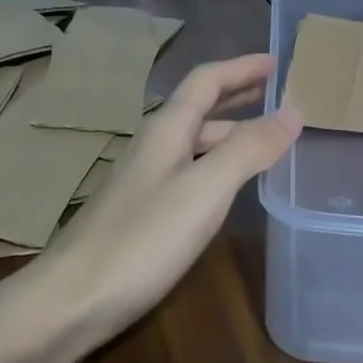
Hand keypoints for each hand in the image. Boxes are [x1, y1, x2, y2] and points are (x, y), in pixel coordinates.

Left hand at [32, 55, 300, 346]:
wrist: (70, 302)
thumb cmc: (142, 238)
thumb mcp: (205, 190)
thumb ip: (249, 149)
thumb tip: (293, 111)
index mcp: (168, 128)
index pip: (207, 80)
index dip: (242, 67)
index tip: (276, 61)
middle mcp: (155, 144)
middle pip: (200, 106)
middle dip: (238, 93)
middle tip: (275, 91)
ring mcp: (146, 178)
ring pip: (196, 140)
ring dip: (230, 129)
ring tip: (265, 134)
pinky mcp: (143, 211)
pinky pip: (190, 168)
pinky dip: (218, 162)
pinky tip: (229, 182)